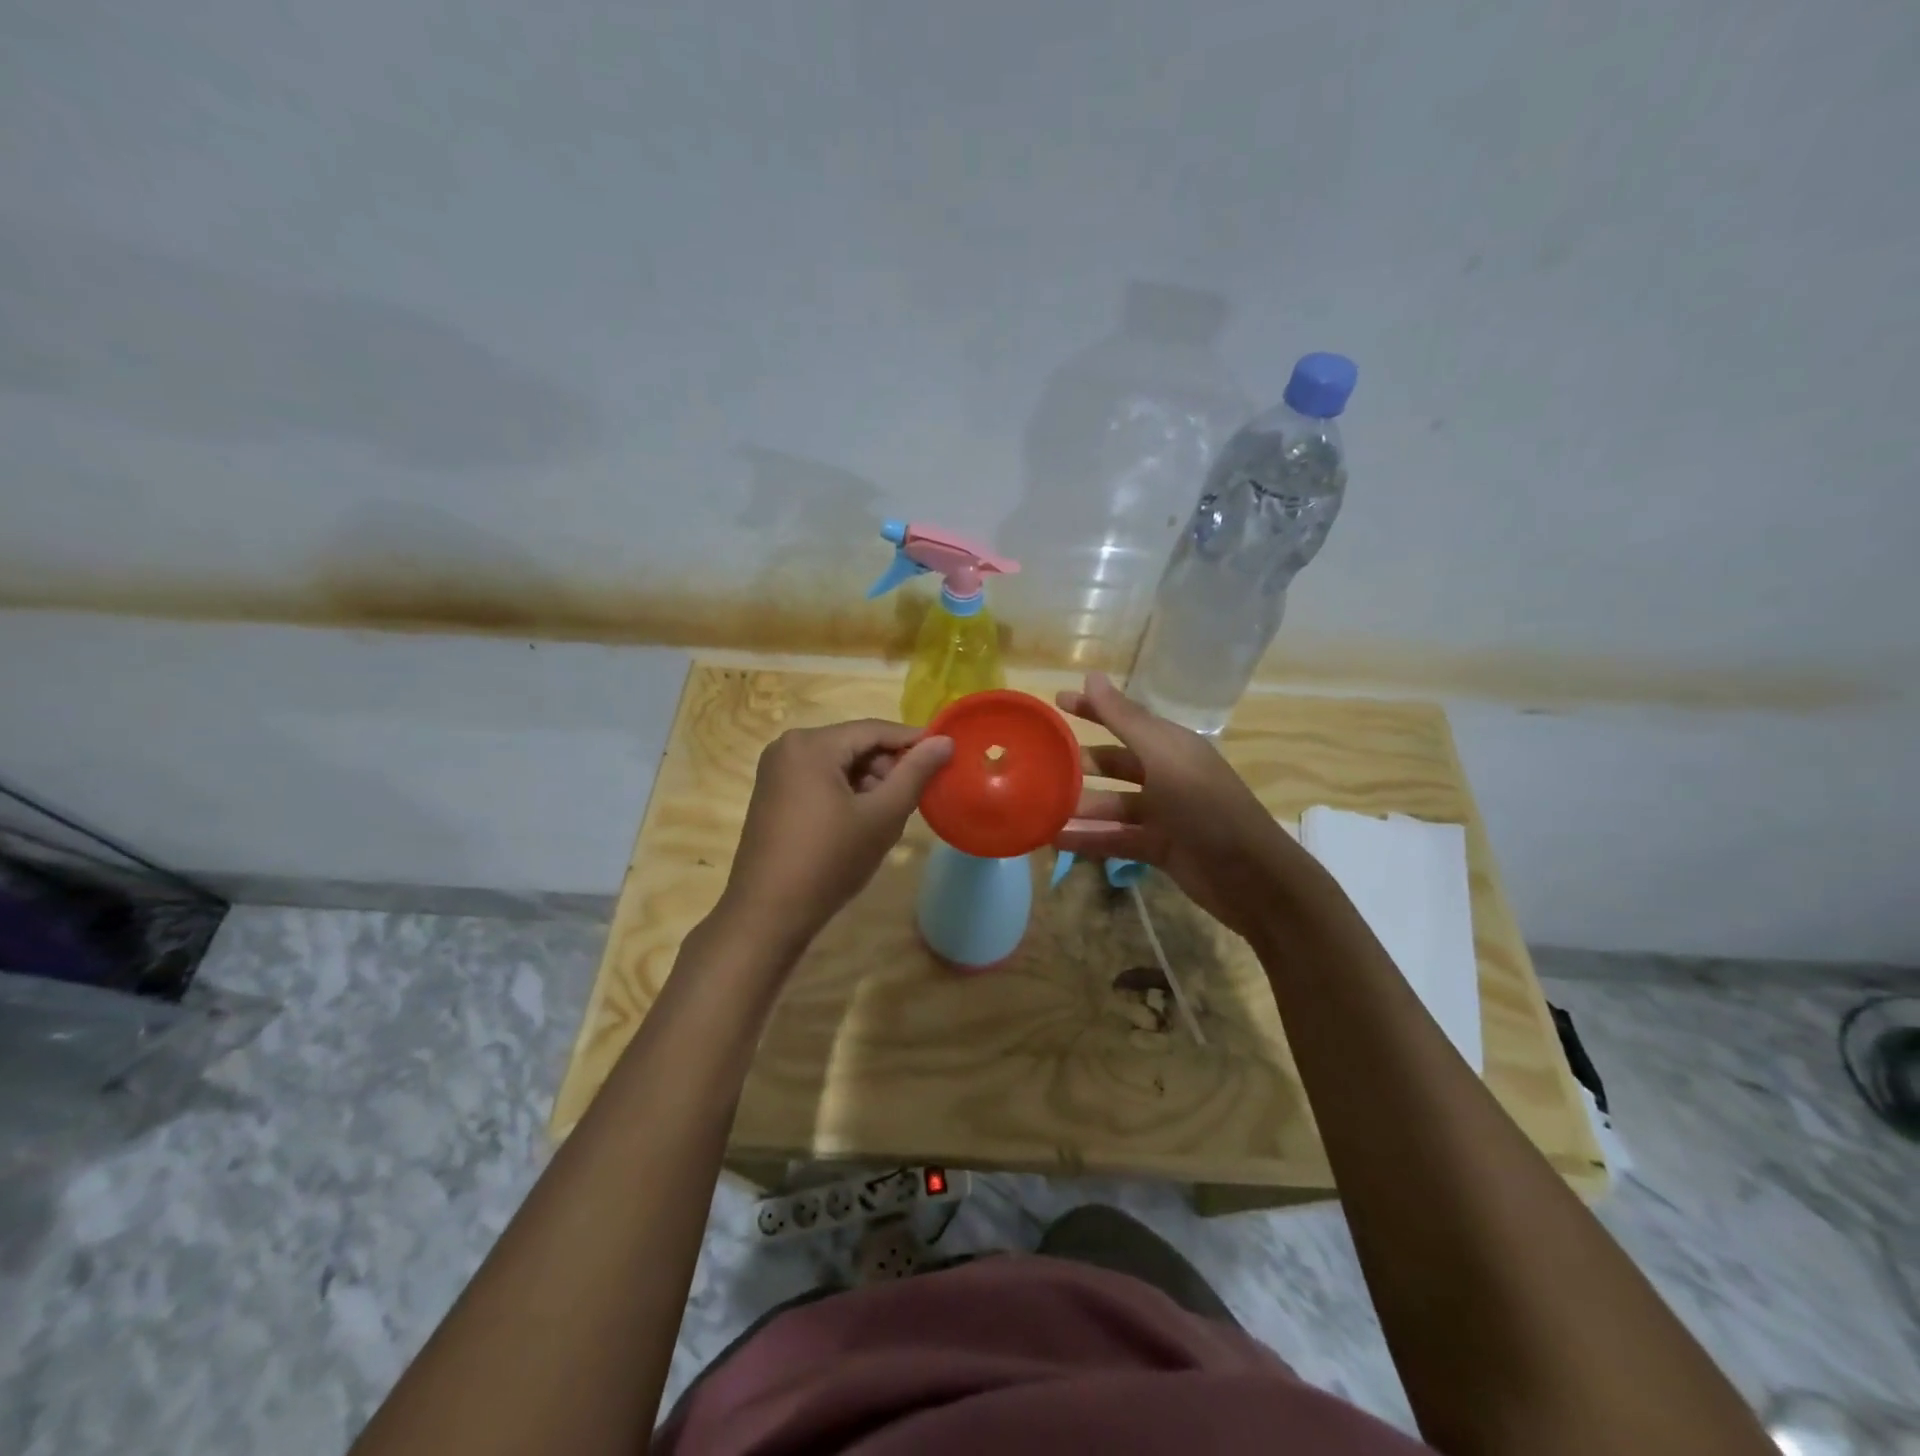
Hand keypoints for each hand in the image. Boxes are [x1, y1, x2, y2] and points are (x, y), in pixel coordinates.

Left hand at [717, 719, 953, 951]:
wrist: (767, 914)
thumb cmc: (829, 861)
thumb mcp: (881, 816)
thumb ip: (915, 774)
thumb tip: (945, 741)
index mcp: (811, 744)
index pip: (875, 730)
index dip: (914, 742)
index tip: (946, 758)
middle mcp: (788, 746)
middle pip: (855, 745)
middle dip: (888, 768)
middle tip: (915, 799)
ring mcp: (776, 771)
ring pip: (838, 764)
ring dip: (869, 783)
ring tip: (889, 816)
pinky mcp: (773, 794)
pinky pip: (819, 779)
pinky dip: (845, 793)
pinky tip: (861, 823)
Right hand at [1054, 673, 1301, 939]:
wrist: (1251, 877)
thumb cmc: (1206, 807)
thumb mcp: (1164, 757)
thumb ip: (1125, 719)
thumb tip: (1092, 675)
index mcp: (1171, 747)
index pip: (1126, 719)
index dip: (1093, 709)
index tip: (1056, 701)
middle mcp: (1166, 775)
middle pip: (1115, 764)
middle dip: (1081, 763)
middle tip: (1039, 764)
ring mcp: (1163, 814)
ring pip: (1111, 804)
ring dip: (1079, 805)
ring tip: (1039, 807)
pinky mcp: (1158, 847)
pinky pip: (1115, 838)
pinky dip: (1088, 838)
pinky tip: (1056, 840)